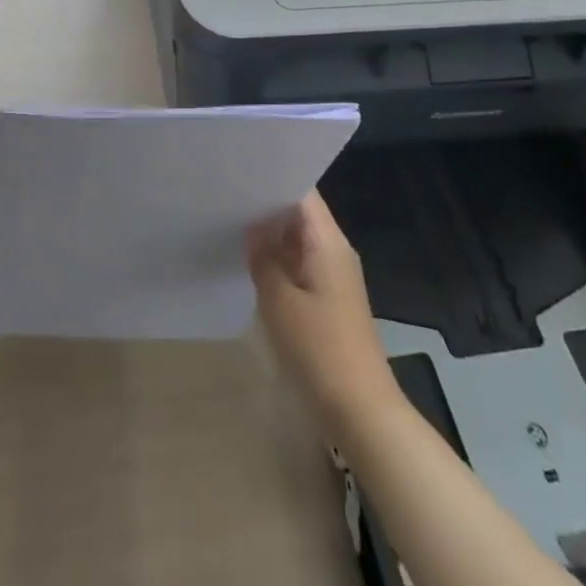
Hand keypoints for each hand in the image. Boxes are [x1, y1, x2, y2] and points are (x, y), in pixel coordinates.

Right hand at [247, 192, 400, 434]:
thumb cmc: (320, 350)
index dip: (272, 179)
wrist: (361, 413)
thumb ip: (263, 258)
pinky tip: (248, 263)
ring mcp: (332, 277)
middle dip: (265, 206)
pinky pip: (299, 266)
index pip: (302, 193)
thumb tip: (251, 227)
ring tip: (227, 222)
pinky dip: (276, 261)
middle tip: (224, 196)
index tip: (238, 172)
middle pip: (299, 215)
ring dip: (269, 236)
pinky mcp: (327, 301)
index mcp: (328, 242)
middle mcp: (334, 251)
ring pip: (297, 241)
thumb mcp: (279, 301)